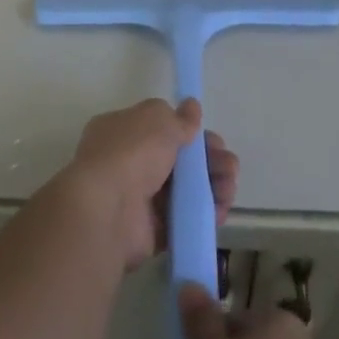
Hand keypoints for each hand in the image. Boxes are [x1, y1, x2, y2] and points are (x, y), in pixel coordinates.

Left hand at [63, 99, 237, 269]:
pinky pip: (183, 219)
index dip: (189, 132)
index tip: (212, 139)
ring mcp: (138, 198)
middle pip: (177, 160)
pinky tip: (220, 210)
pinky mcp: (150, 231)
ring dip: (212, 186)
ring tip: (229, 188)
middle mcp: (128, 162)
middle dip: (208, 161)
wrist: (108, 211)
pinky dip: (203, 214)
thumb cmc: (131, 153)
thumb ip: (179, 118)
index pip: (160, 128)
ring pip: (184, 190)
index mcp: (122, 131)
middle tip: (229, 166)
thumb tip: (192, 107)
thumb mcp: (158, 120)